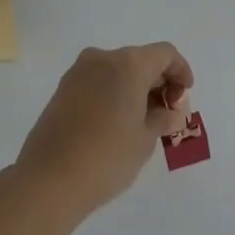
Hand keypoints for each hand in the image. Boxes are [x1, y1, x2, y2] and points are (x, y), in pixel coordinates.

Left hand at [14, 43, 194, 217]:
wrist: (49, 179)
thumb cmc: (108, 156)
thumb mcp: (146, 138)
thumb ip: (163, 118)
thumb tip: (170, 112)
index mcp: (129, 64)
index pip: (165, 54)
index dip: (180, 71)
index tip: (185, 95)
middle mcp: (102, 59)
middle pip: (140, 60)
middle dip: (158, 82)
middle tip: (167, 112)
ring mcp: (78, 73)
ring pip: (117, 70)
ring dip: (135, 88)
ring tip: (143, 120)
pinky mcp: (62, 90)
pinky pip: (98, 82)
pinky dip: (114, 93)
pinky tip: (118, 122)